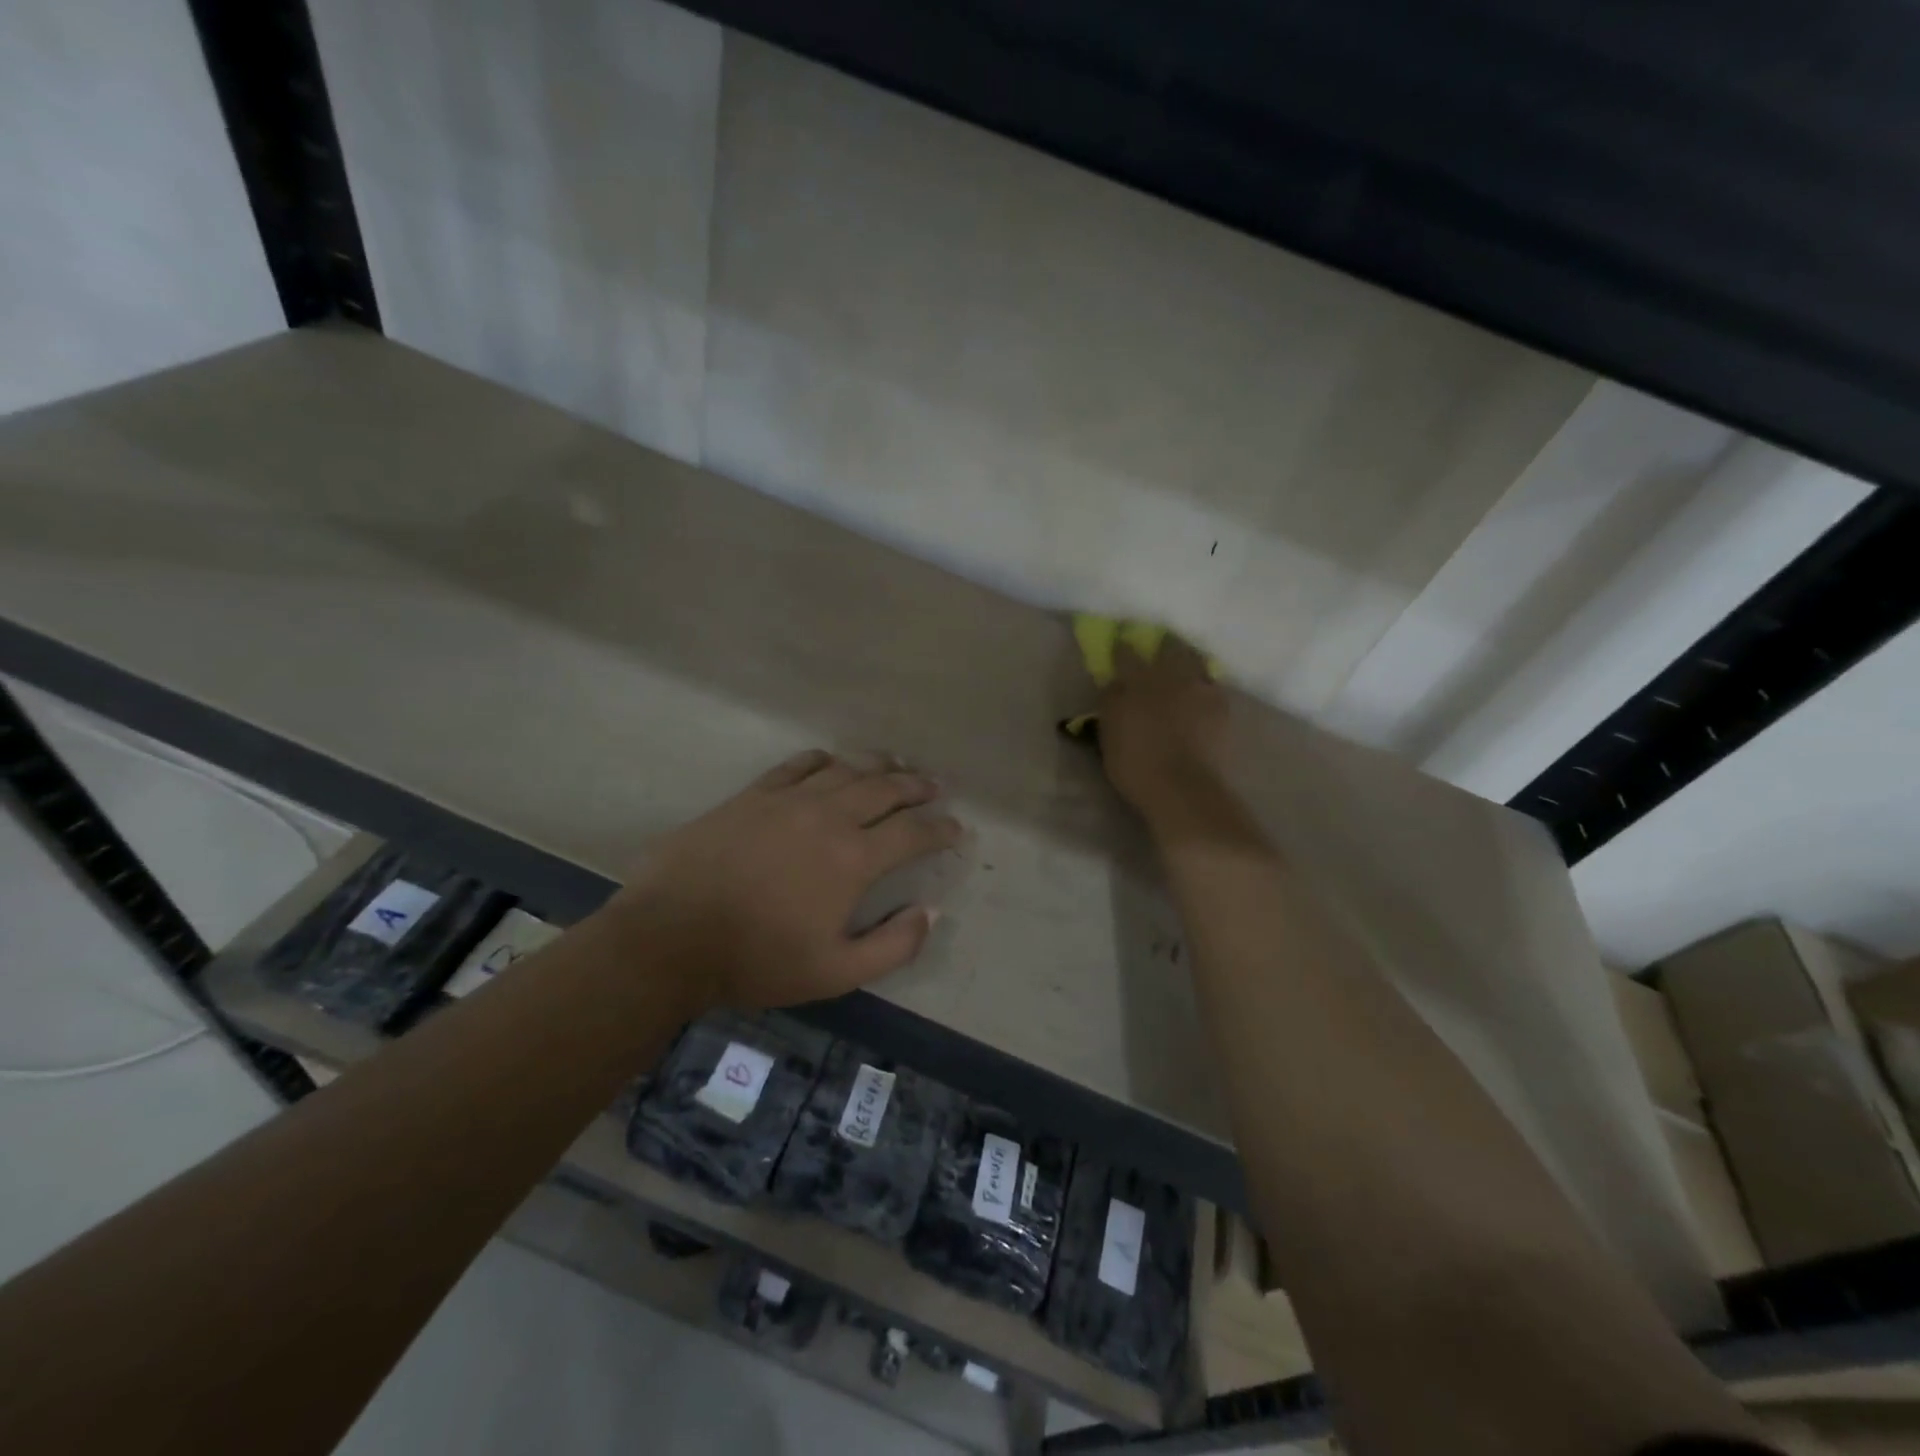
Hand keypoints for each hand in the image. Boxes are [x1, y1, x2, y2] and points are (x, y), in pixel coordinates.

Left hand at [598, 750, 962, 1012]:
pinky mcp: (753, 795)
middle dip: (916, 787)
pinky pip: (797, 765)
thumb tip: (929, 913)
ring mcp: (788, 800)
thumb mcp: (835, 972)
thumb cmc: (756, 959)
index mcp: (853, 859)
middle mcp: (828, 817)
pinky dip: (822, 760)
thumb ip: (893, 945)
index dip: (940, 829)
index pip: (913, 833)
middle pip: (885, 789)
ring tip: (896, 765)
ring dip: (878, 765)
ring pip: (846, 769)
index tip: (955, 829)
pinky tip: (831, 761)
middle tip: (934, 787)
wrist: (671, 936)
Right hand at [1098, 634, 1230, 818]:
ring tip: (1186, 667)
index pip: (1127, 654)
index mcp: (1138, 680)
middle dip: (1165, 645)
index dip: (1122, 646)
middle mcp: (1171, 676)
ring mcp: (1200, 690)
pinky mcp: (1222, 707)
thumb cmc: (1134, 763)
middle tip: (1161, 646)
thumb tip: (1115, 682)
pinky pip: (1214, 686)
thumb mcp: (1109, 733)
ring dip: (1190, 660)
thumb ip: (1111, 702)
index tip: (1120, 642)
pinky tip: (1203, 693)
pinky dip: (1207, 685)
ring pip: (1197, 662)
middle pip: (1171, 648)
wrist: (1182, 786)